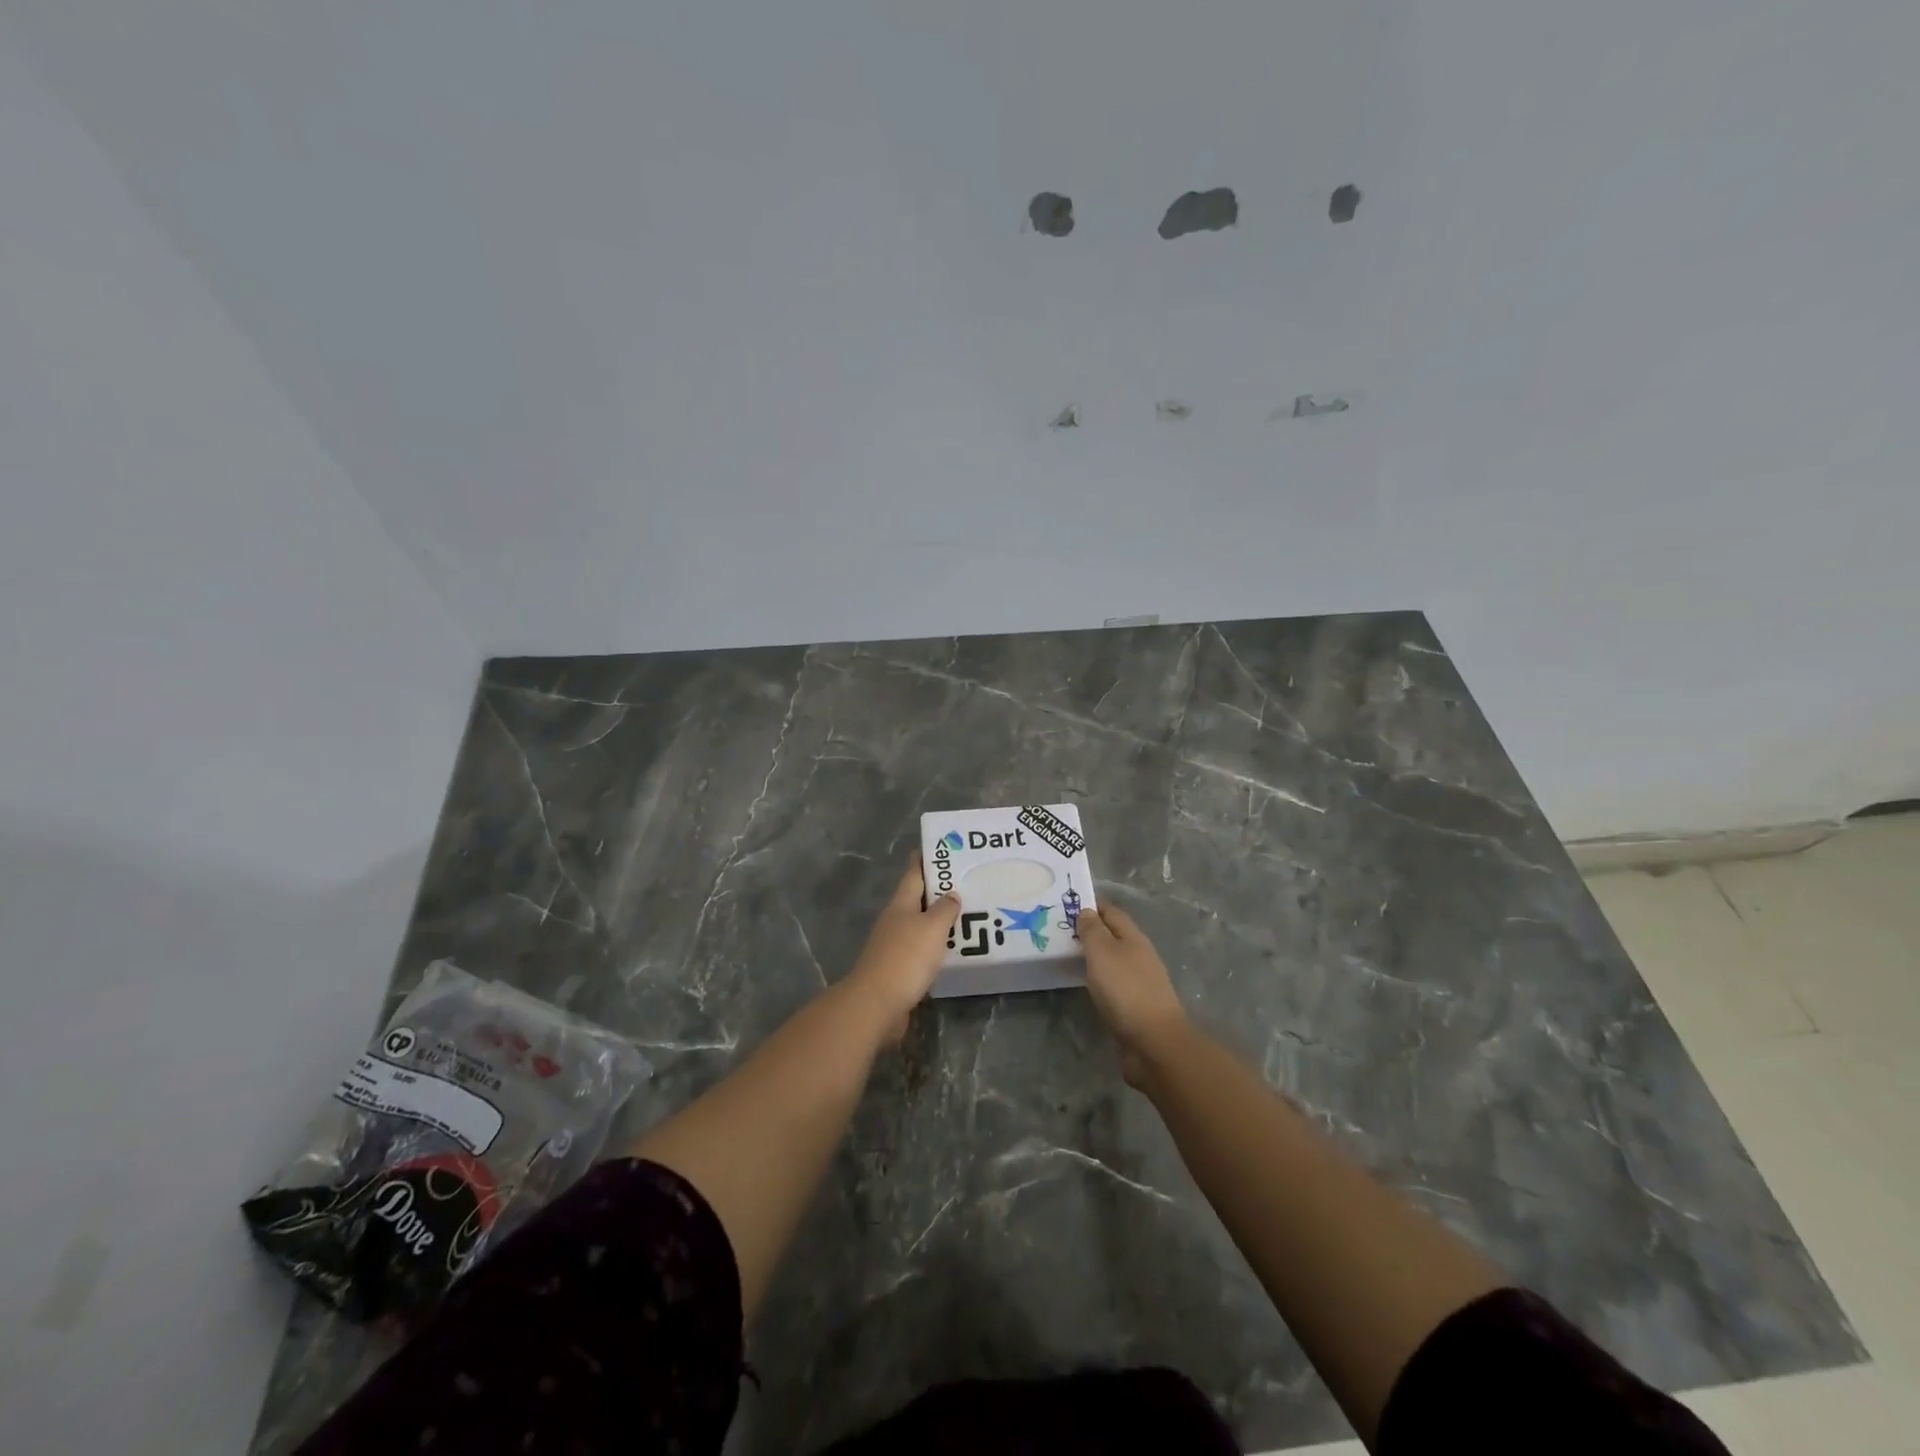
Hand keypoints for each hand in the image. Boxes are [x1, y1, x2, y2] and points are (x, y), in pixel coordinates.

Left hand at [841, 856, 959, 1044]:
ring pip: (919, 924)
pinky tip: (951, 949)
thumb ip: (944, 909)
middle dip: (937, 890)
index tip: (940, 848)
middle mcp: (895, 920)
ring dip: (938, 919)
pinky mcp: (898, 968)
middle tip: (965, 882)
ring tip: (965, 915)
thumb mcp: (932, 927)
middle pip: (916, 898)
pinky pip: (921, 949)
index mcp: (900, 904)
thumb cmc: (906, 957)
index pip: (913, 873)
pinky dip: (935, 944)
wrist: (877, 1004)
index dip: (924, 859)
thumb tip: (951, 895)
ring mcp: (893, 945)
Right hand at [1078, 902, 1190, 1085]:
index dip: (1092, 905)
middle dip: (1092, 930)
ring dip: (1095, 955)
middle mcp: (1140, 956)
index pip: (1112, 912)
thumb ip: (1093, 930)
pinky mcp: (1137, 1006)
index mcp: (1134, 938)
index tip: (1068, 903)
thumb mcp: (1103, 952)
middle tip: (1062, 931)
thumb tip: (1087, 911)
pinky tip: (1087, 985)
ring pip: (1114, 960)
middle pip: (1114, 935)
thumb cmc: (1125, 990)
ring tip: (1069, 956)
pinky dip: (1099, 978)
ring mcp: (1140, 982)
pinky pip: (1114, 983)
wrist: (1154, 1043)